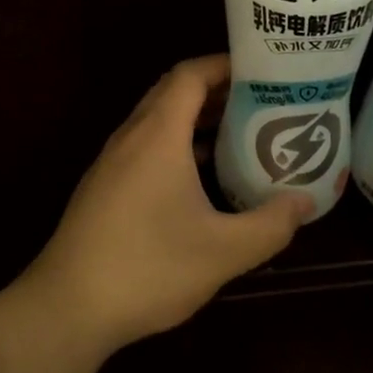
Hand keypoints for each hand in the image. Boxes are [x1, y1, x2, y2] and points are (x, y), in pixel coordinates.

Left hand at [21, 54, 313, 356]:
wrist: (67, 308)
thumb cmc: (148, 268)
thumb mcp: (223, 252)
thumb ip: (271, 225)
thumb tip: (305, 202)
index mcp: (158, 135)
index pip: (189, 75)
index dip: (224, 64)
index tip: (261, 71)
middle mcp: (131, 137)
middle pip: (173, 92)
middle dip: (216, 89)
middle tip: (260, 101)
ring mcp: (112, 162)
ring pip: (158, 120)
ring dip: (196, 118)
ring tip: (239, 132)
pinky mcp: (104, 187)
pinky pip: (146, 146)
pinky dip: (177, 144)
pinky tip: (201, 176)